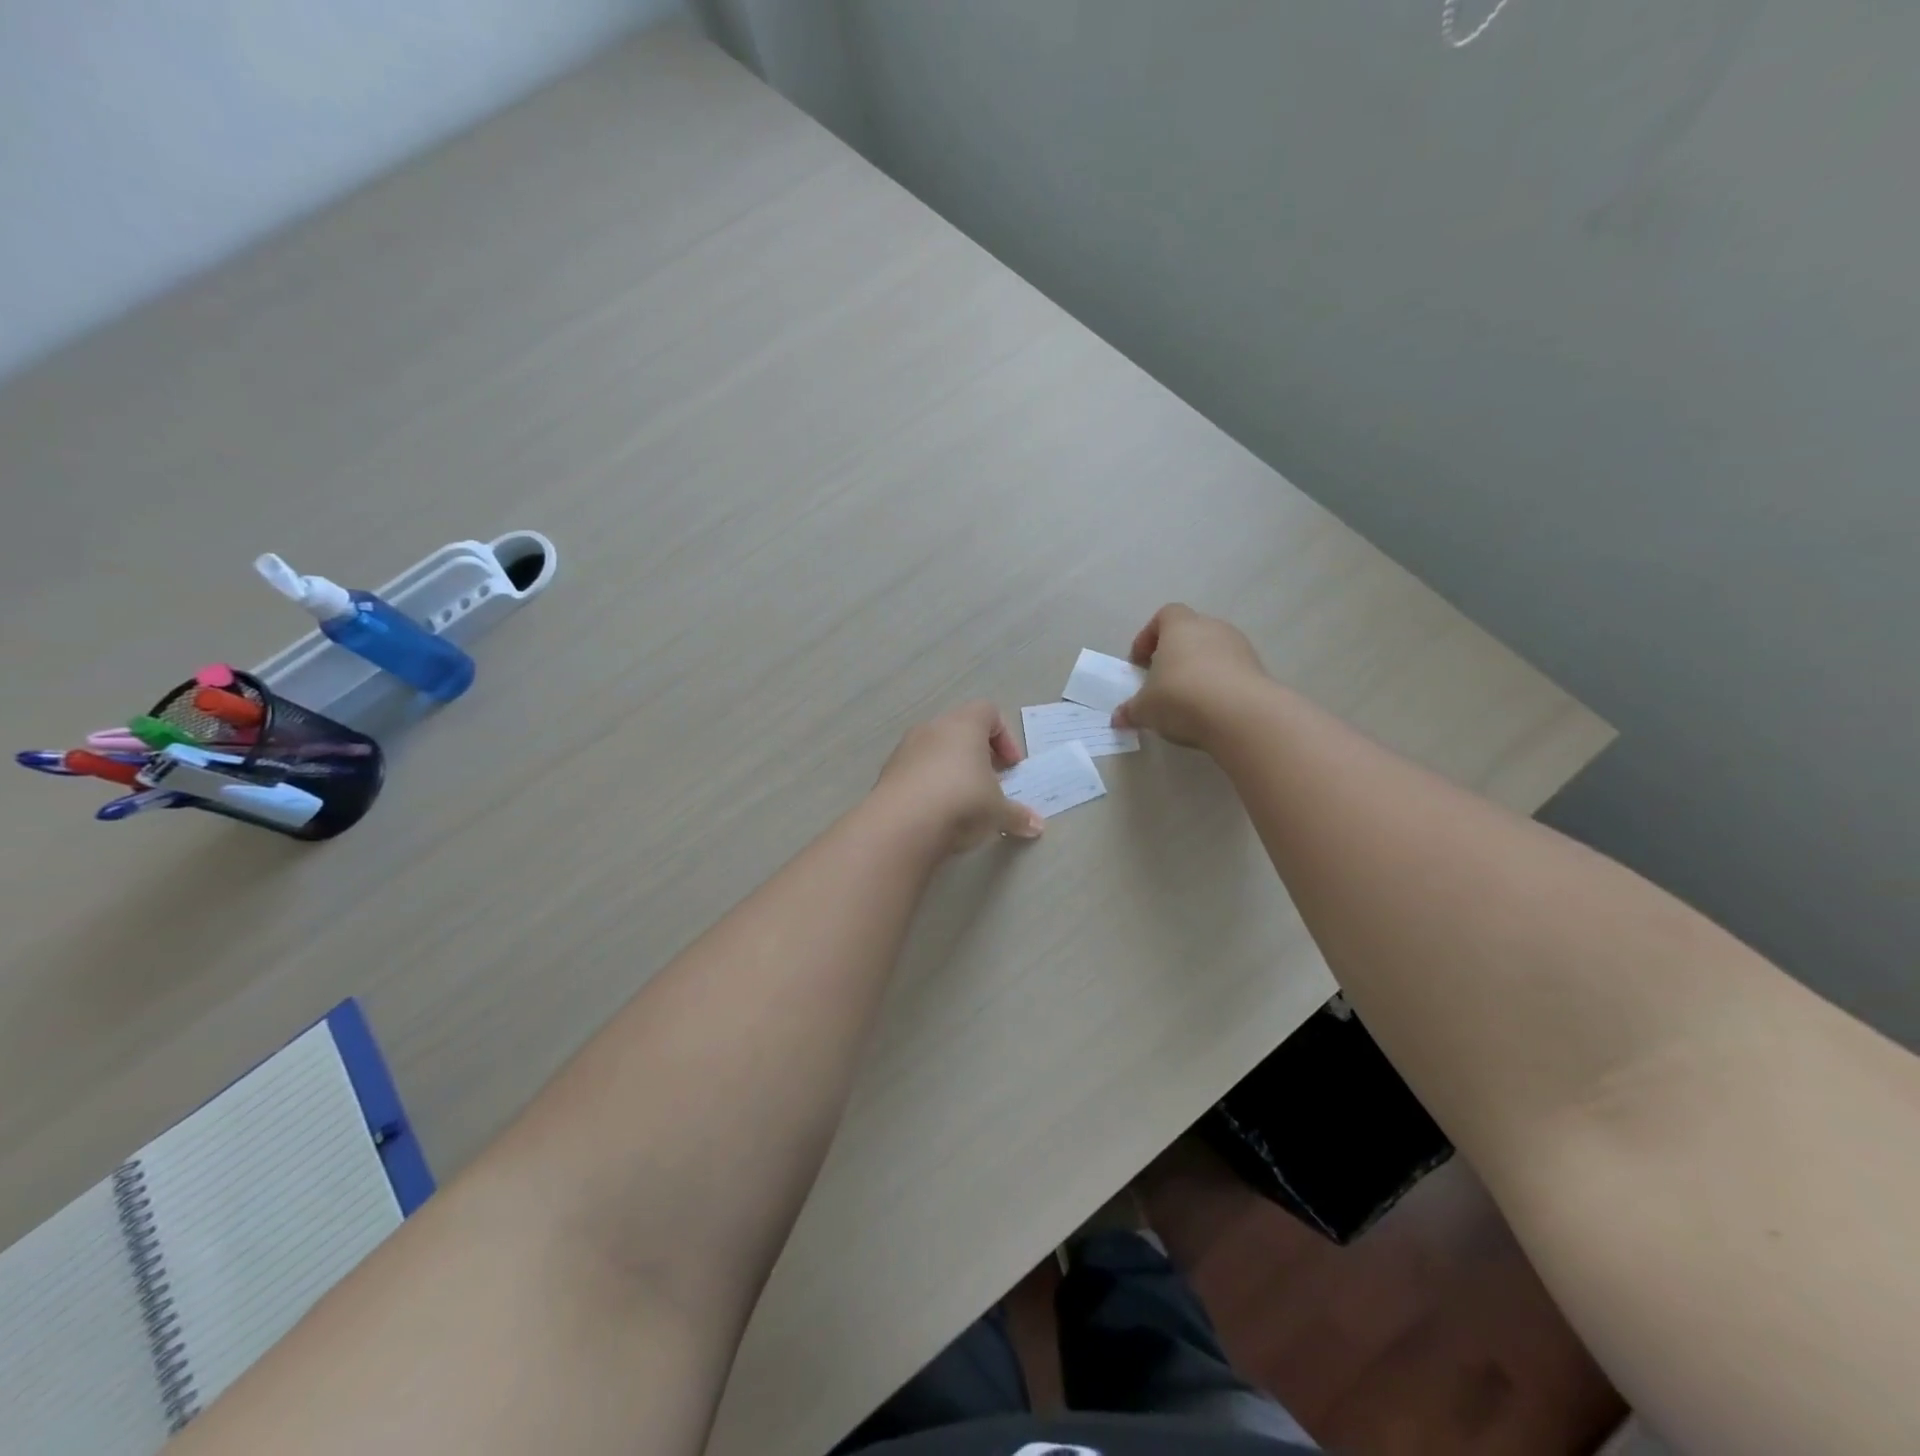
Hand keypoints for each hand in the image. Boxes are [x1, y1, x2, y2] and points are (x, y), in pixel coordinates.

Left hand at [874, 700, 1044, 853]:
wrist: (901, 826)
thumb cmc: (961, 803)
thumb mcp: (998, 812)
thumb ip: (1018, 815)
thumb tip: (1037, 826)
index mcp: (964, 725)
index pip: (988, 712)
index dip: (1005, 737)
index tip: (1011, 767)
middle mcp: (932, 728)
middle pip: (960, 730)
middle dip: (978, 754)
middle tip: (990, 783)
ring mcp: (905, 749)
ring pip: (935, 750)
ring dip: (951, 769)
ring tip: (962, 801)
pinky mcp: (887, 773)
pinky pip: (915, 770)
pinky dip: (928, 784)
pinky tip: (936, 812)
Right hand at [1112, 603, 1268, 747]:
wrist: (1242, 715)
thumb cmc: (1181, 698)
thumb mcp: (1145, 709)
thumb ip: (1131, 710)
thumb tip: (1118, 718)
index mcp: (1180, 626)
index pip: (1164, 615)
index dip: (1149, 636)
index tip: (1140, 663)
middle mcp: (1212, 628)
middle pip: (1190, 633)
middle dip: (1175, 655)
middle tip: (1162, 682)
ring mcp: (1240, 647)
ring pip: (1213, 652)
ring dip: (1200, 670)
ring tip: (1188, 700)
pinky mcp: (1258, 670)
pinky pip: (1232, 672)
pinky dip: (1220, 685)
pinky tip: (1211, 710)